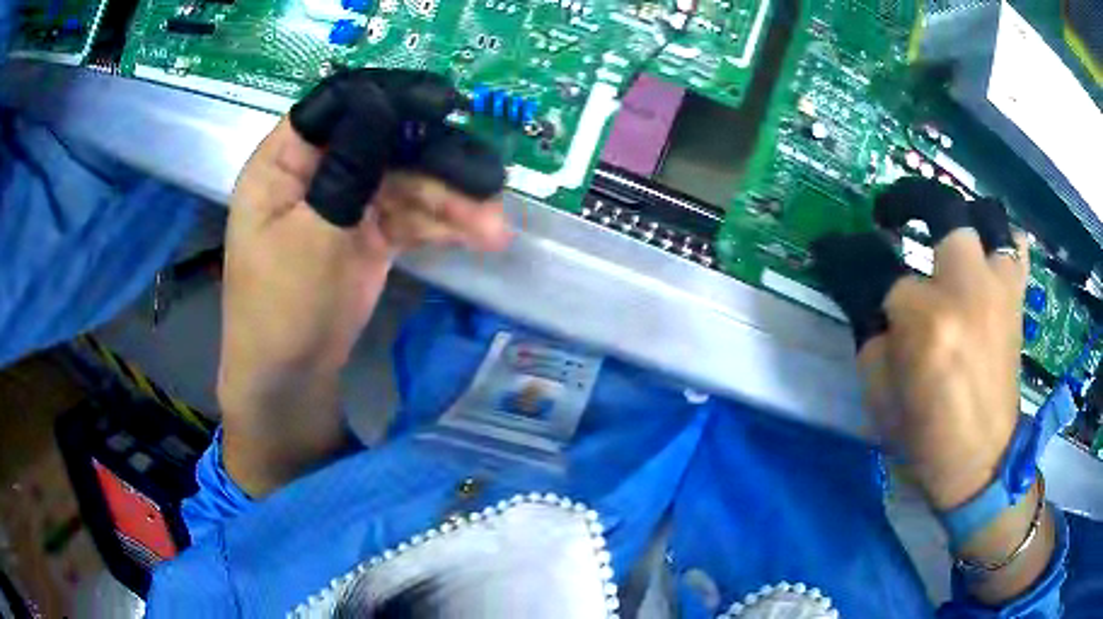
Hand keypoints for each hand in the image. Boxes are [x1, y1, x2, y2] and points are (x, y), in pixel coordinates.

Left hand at [218, 70, 509, 494]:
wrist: (290, 380)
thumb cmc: (281, 308)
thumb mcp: (312, 235)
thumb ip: (349, 167)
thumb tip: (384, 102)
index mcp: (286, 160)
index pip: (338, 106)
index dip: (389, 98)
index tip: (444, 105)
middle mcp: (319, 170)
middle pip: (386, 142)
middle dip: (439, 163)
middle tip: (491, 184)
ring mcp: (348, 201)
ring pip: (409, 181)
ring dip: (454, 201)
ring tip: (495, 229)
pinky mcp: (371, 232)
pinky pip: (414, 215)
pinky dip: (446, 224)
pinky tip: (479, 237)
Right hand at [812, 179, 1028, 509]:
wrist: (980, 465)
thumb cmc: (924, 436)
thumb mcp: (879, 389)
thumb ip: (871, 326)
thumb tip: (869, 287)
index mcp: (926, 320)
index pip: (877, 264)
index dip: (849, 253)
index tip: (833, 248)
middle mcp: (968, 288)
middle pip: (941, 208)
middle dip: (909, 201)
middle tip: (893, 218)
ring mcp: (999, 290)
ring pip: (988, 215)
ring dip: (963, 216)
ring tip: (947, 234)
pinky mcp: (1015, 302)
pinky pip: (1015, 248)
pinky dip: (1000, 240)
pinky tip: (985, 256)